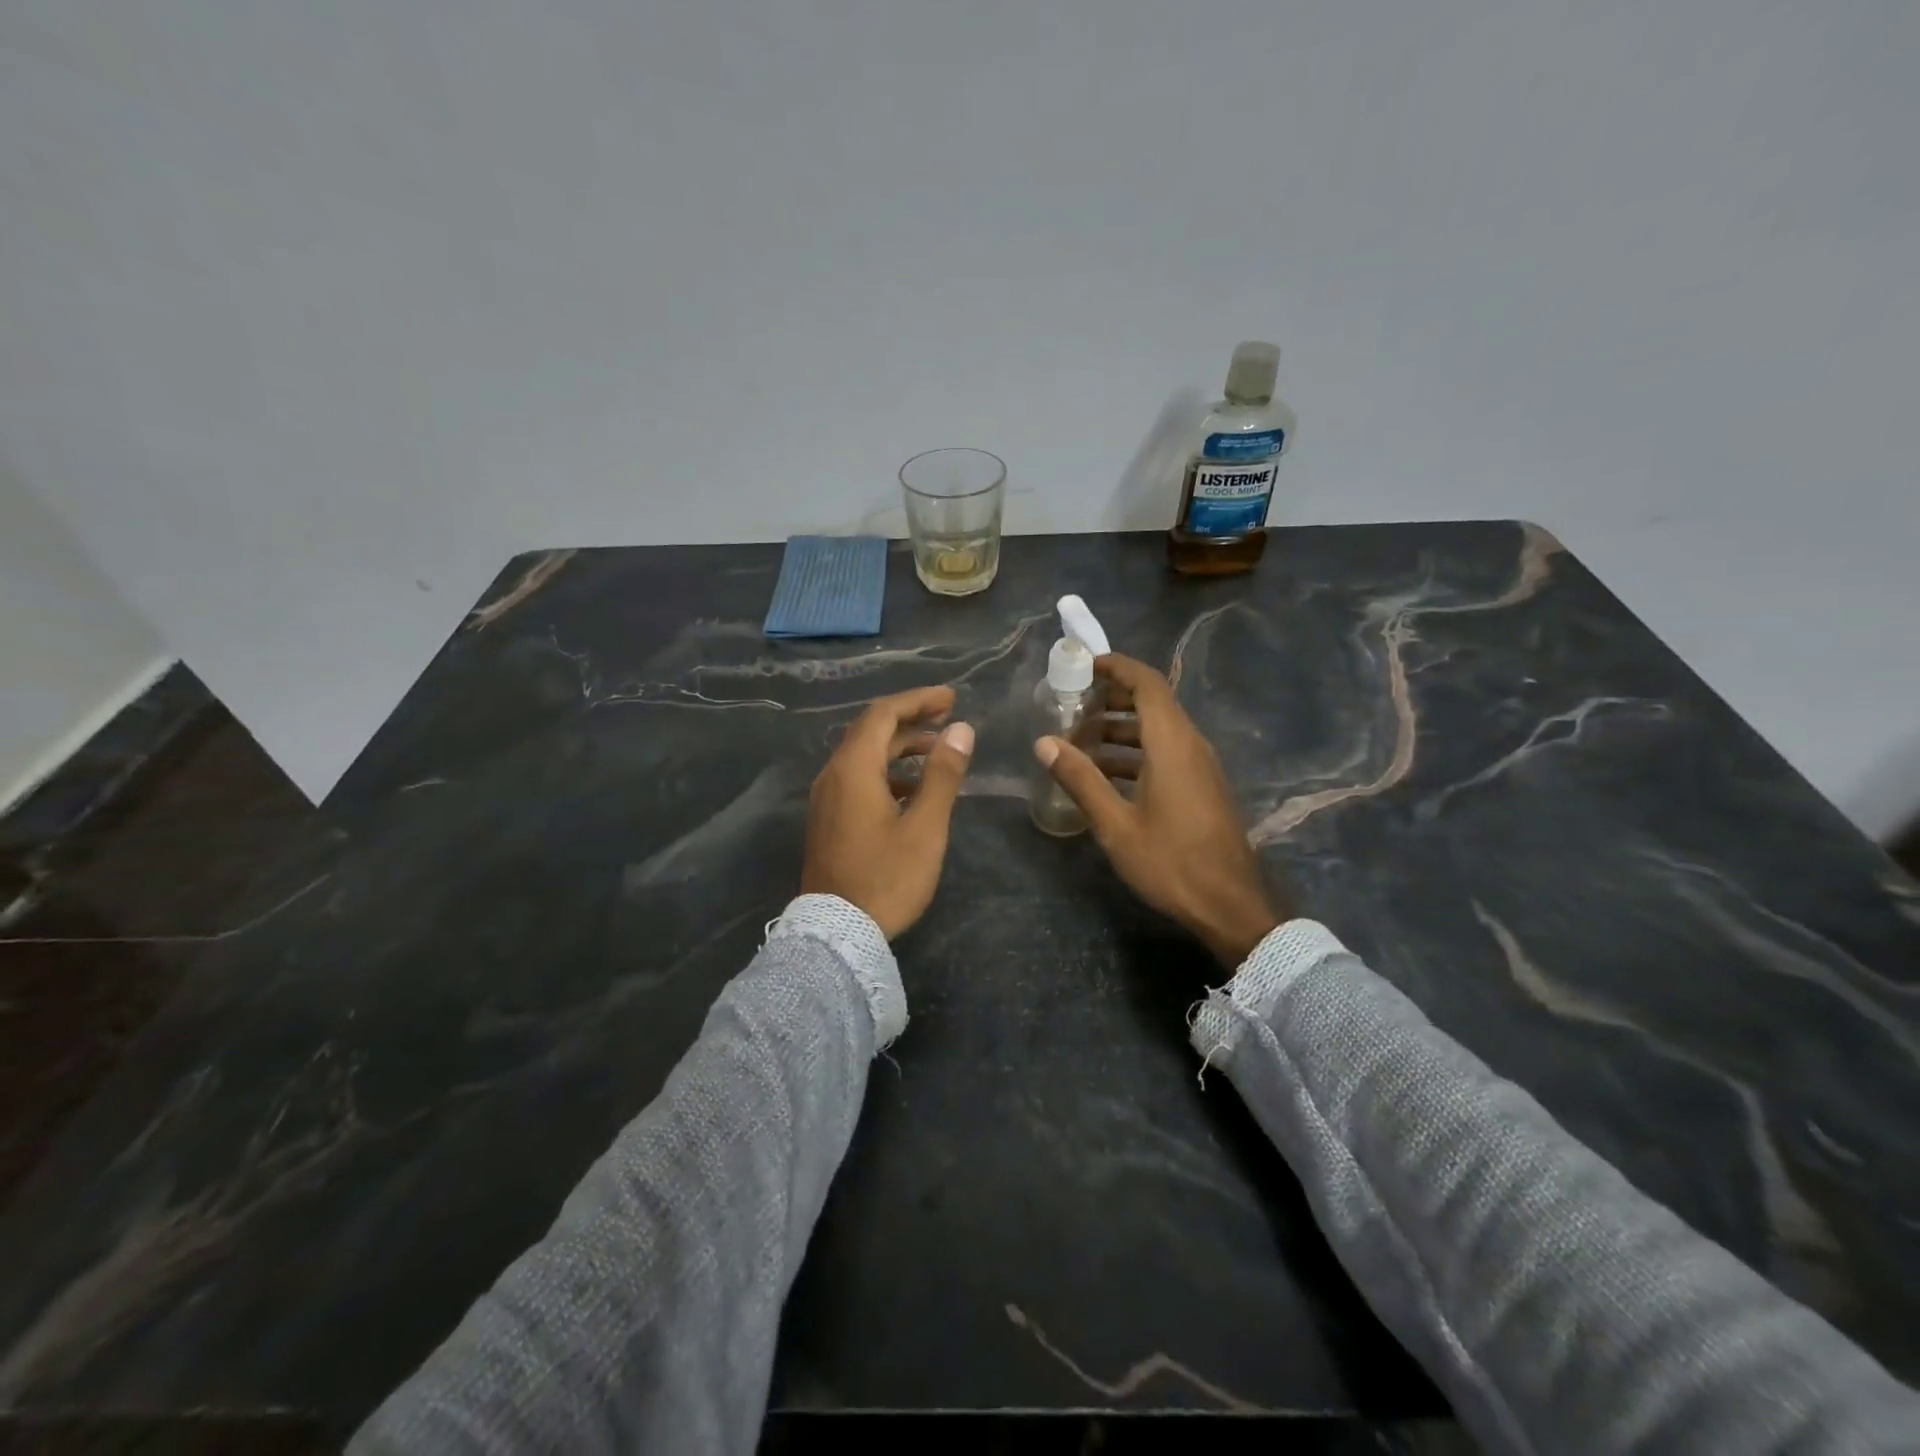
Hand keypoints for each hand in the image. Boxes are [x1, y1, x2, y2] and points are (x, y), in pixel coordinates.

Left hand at [802, 686, 974, 938]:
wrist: (837, 932)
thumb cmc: (887, 878)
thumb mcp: (925, 827)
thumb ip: (942, 775)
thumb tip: (961, 730)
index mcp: (854, 769)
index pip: (883, 714)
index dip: (918, 700)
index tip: (952, 699)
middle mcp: (833, 775)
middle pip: (871, 730)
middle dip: (910, 718)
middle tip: (949, 716)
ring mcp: (827, 798)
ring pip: (864, 755)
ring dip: (900, 746)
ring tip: (938, 751)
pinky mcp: (829, 818)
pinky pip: (858, 778)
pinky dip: (887, 771)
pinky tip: (913, 789)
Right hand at [1034, 654, 1287, 965]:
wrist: (1229, 904)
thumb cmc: (1170, 861)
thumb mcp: (1115, 823)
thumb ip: (1080, 779)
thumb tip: (1044, 743)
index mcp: (1172, 743)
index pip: (1147, 683)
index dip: (1117, 667)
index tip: (1084, 666)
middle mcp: (1190, 744)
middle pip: (1153, 702)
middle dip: (1111, 697)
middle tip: (1072, 706)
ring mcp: (1199, 765)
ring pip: (1158, 729)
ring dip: (1120, 727)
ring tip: (1080, 741)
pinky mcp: (1201, 786)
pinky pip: (1166, 751)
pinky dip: (1135, 751)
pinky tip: (1106, 775)